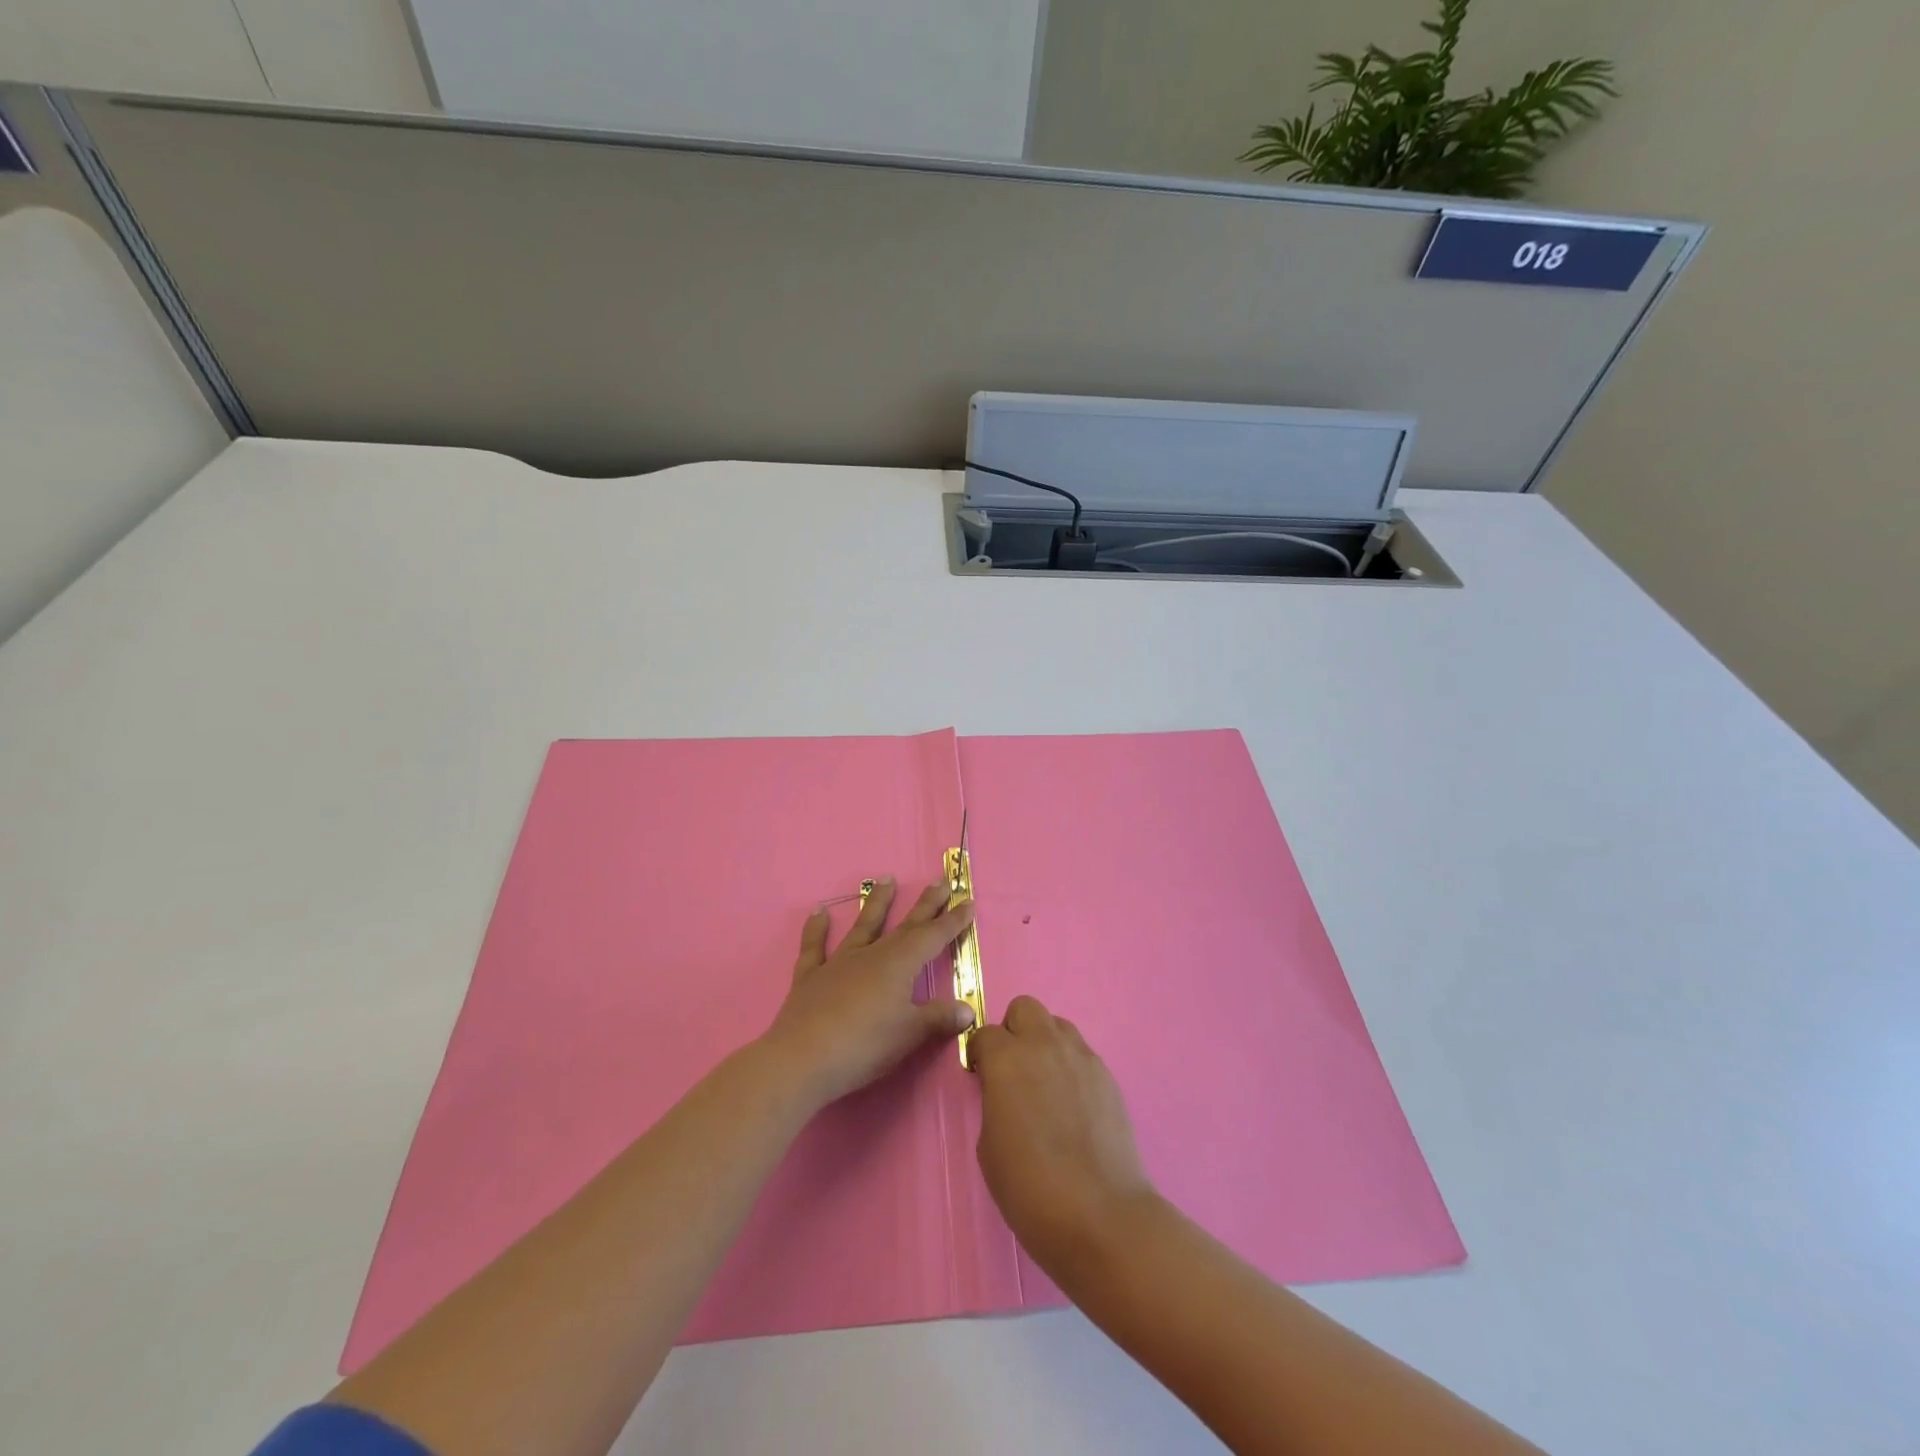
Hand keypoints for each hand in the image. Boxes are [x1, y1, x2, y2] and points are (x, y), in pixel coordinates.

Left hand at [763, 878, 976, 1108]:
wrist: (801, 1059)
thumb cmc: (864, 1046)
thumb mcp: (909, 1035)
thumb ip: (938, 1019)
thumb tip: (967, 1009)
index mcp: (898, 966)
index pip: (932, 937)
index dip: (952, 921)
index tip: (967, 901)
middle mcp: (870, 956)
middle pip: (904, 926)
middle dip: (925, 905)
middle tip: (940, 882)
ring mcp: (838, 963)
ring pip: (862, 926)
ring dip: (876, 903)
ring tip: (886, 879)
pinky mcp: (810, 978)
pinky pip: (814, 948)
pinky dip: (816, 930)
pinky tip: (818, 913)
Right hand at [970, 996, 1157, 1276]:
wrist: (1101, 1215)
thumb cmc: (1030, 1187)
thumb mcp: (989, 1145)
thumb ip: (994, 1101)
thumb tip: (1006, 1092)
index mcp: (1008, 1059)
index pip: (986, 1033)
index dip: (980, 1055)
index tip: (981, 1078)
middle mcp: (1045, 1045)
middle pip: (1025, 1008)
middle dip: (1014, 1031)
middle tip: (1013, 1070)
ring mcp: (1082, 1057)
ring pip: (1057, 1026)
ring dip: (1045, 1043)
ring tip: (1045, 1086)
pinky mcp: (1108, 1076)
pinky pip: (1081, 1054)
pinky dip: (1070, 1067)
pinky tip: (1072, 1107)